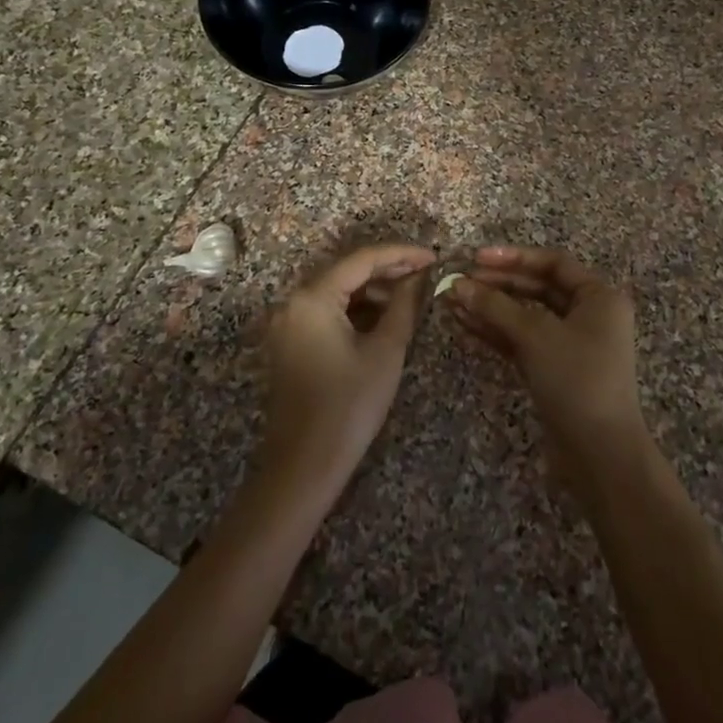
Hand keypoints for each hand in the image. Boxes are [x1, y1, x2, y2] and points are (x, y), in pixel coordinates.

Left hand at [260, 243, 435, 492]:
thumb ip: (404, 305)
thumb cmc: (349, 406)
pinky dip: (355, 310)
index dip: (401, 254)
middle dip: (388, 270)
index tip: (435, 257)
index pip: (362, 259)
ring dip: (373, 290)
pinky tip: (384, 317)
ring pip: (337, 291)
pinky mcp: (290, 342)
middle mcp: (293, 302)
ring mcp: (287, 323)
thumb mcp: (386, 351)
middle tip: (426, 274)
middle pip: (347, 271)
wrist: (304, 467)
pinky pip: (326, 311)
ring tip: (411, 296)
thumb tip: (421, 277)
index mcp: (312, 297)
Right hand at [444, 246, 650, 486]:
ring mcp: (571, 345)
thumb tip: (457, 284)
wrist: (600, 454)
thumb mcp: (535, 336)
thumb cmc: (577, 380)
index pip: (553, 263)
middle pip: (537, 288)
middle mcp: (589, 315)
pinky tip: (464, 325)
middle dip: (497, 285)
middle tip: (459, 281)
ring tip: (452, 302)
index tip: (476, 258)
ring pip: (526, 316)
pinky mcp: (556, 370)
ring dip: (491, 309)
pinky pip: (523, 341)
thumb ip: (495, 306)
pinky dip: (496, 333)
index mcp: (599, 297)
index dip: (513, 258)